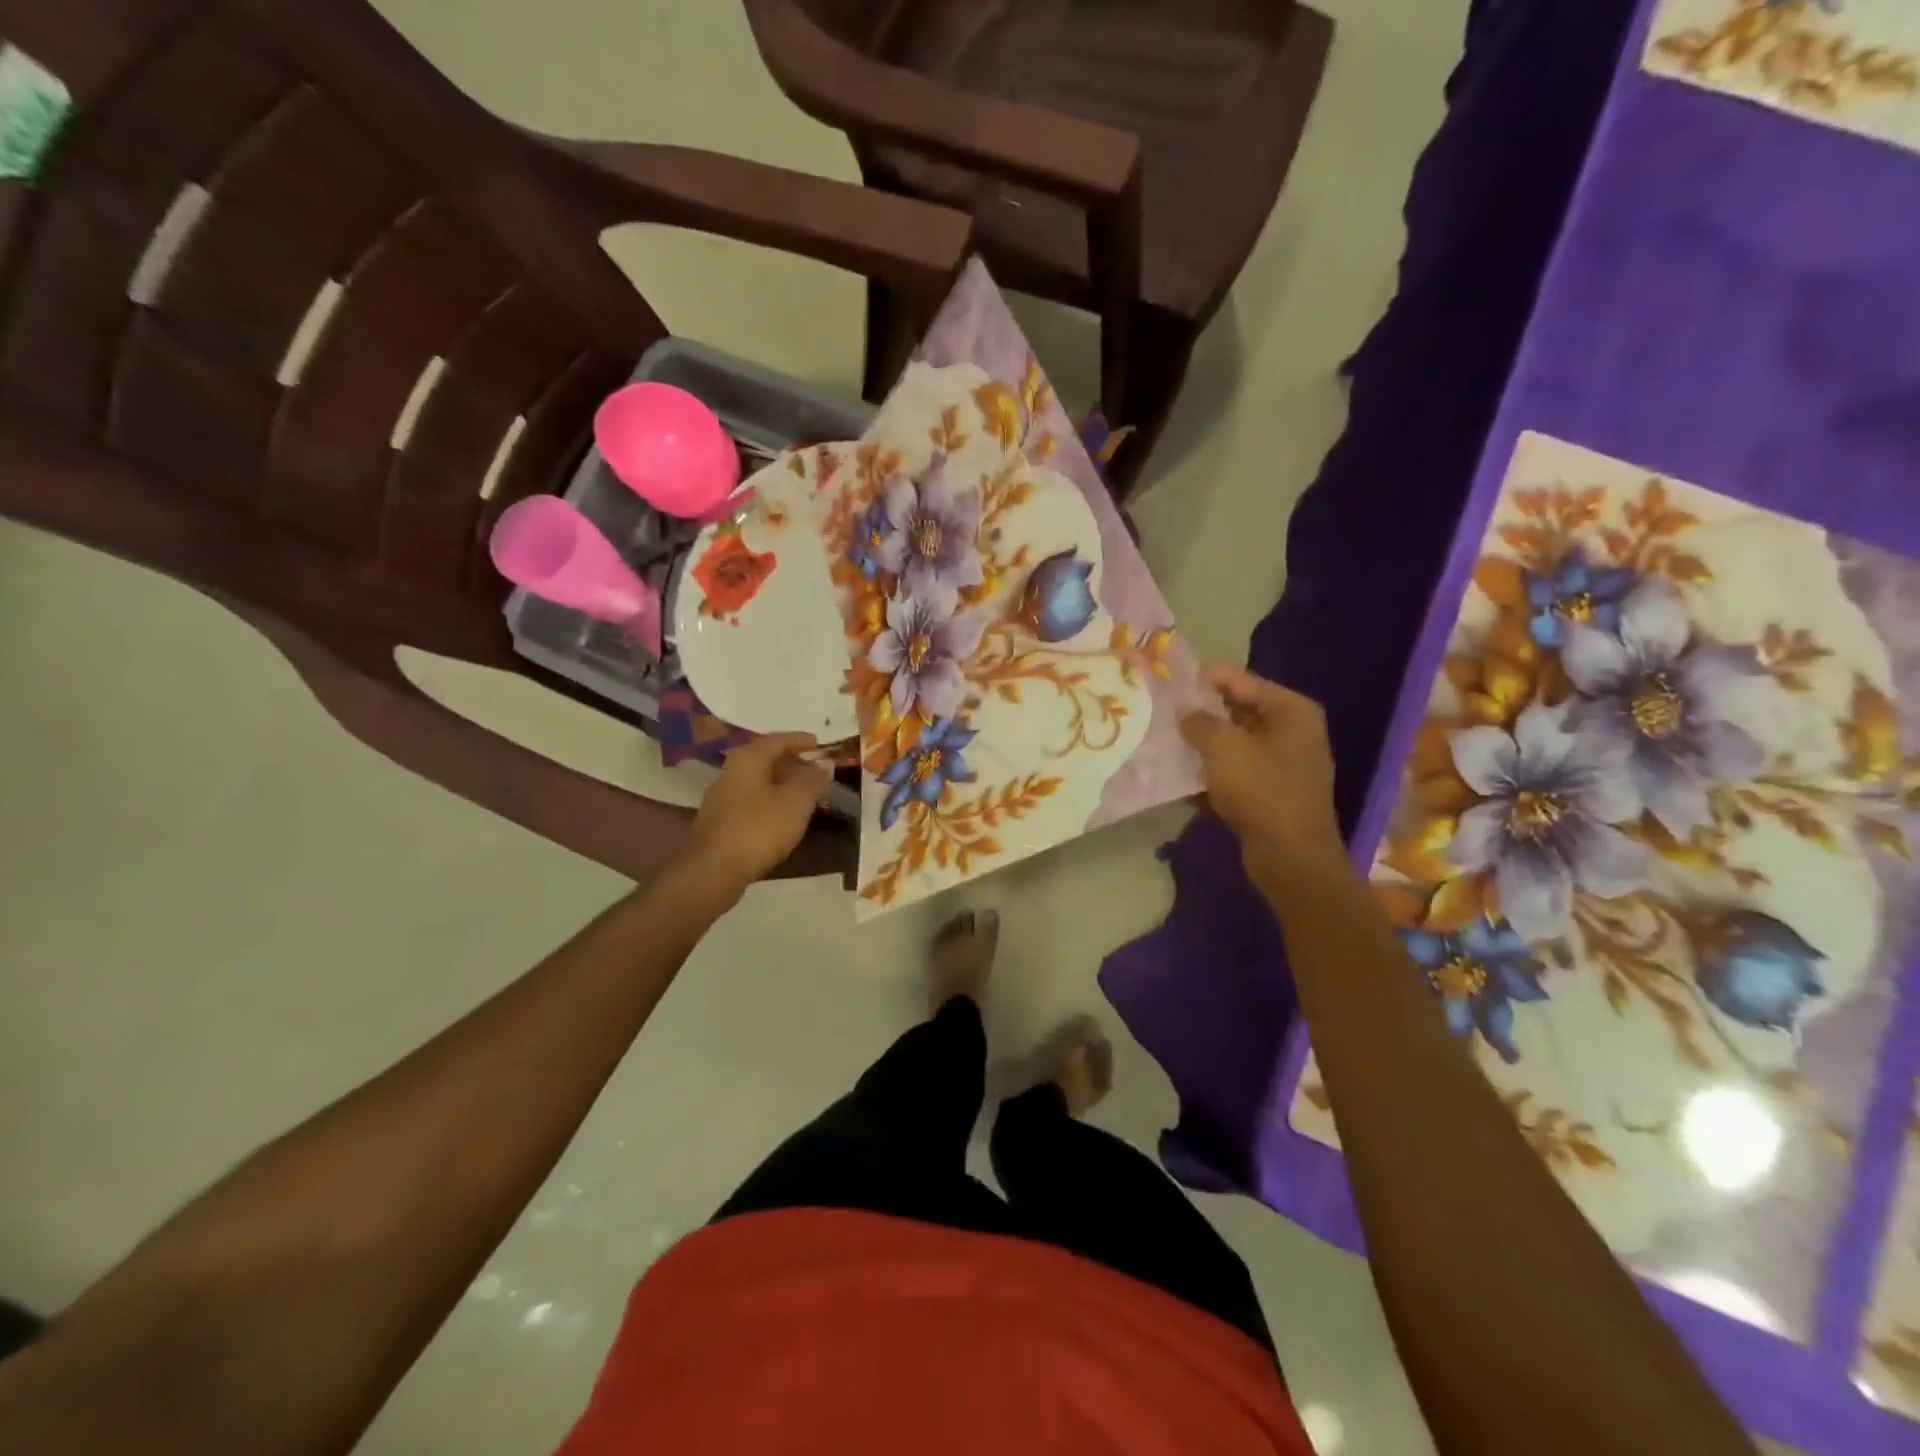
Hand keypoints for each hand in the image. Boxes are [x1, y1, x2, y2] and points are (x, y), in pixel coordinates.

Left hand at [685, 733, 832, 893]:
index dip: (800, 740)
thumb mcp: (796, 802)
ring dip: (782, 784)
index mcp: (748, 759)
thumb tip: (824, 764)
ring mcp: (721, 798)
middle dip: (792, 763)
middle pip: (765, 759)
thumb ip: (812, 780)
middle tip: (816, 770)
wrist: (714, 870)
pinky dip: (771, 801)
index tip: (820, 744)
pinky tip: (783, 816)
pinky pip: (751, 801)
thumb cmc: (759, 829)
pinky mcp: (720, 822)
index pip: (777, 740)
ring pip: (758, 781)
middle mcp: (730, 772)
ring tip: (805, 794)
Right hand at [1180, 663, 1343, 880]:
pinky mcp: (1275, 790)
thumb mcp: (1222, 748)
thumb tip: (1185, 712)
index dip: (1205, 678)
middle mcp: (1294, 730)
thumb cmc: (1260, 791)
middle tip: (1166, 711)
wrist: (1290, 856)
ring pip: (1236, 742)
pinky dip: (1216, 771)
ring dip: (1206, 744)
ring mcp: (1286, 762)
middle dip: (1203, 712)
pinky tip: (1186, 778)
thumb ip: (1199, 722)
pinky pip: (1239, 770)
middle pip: (1239, 710)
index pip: (1241, 680)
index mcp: (1290, 710)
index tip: (1171, 679)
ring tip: (1169, 741)